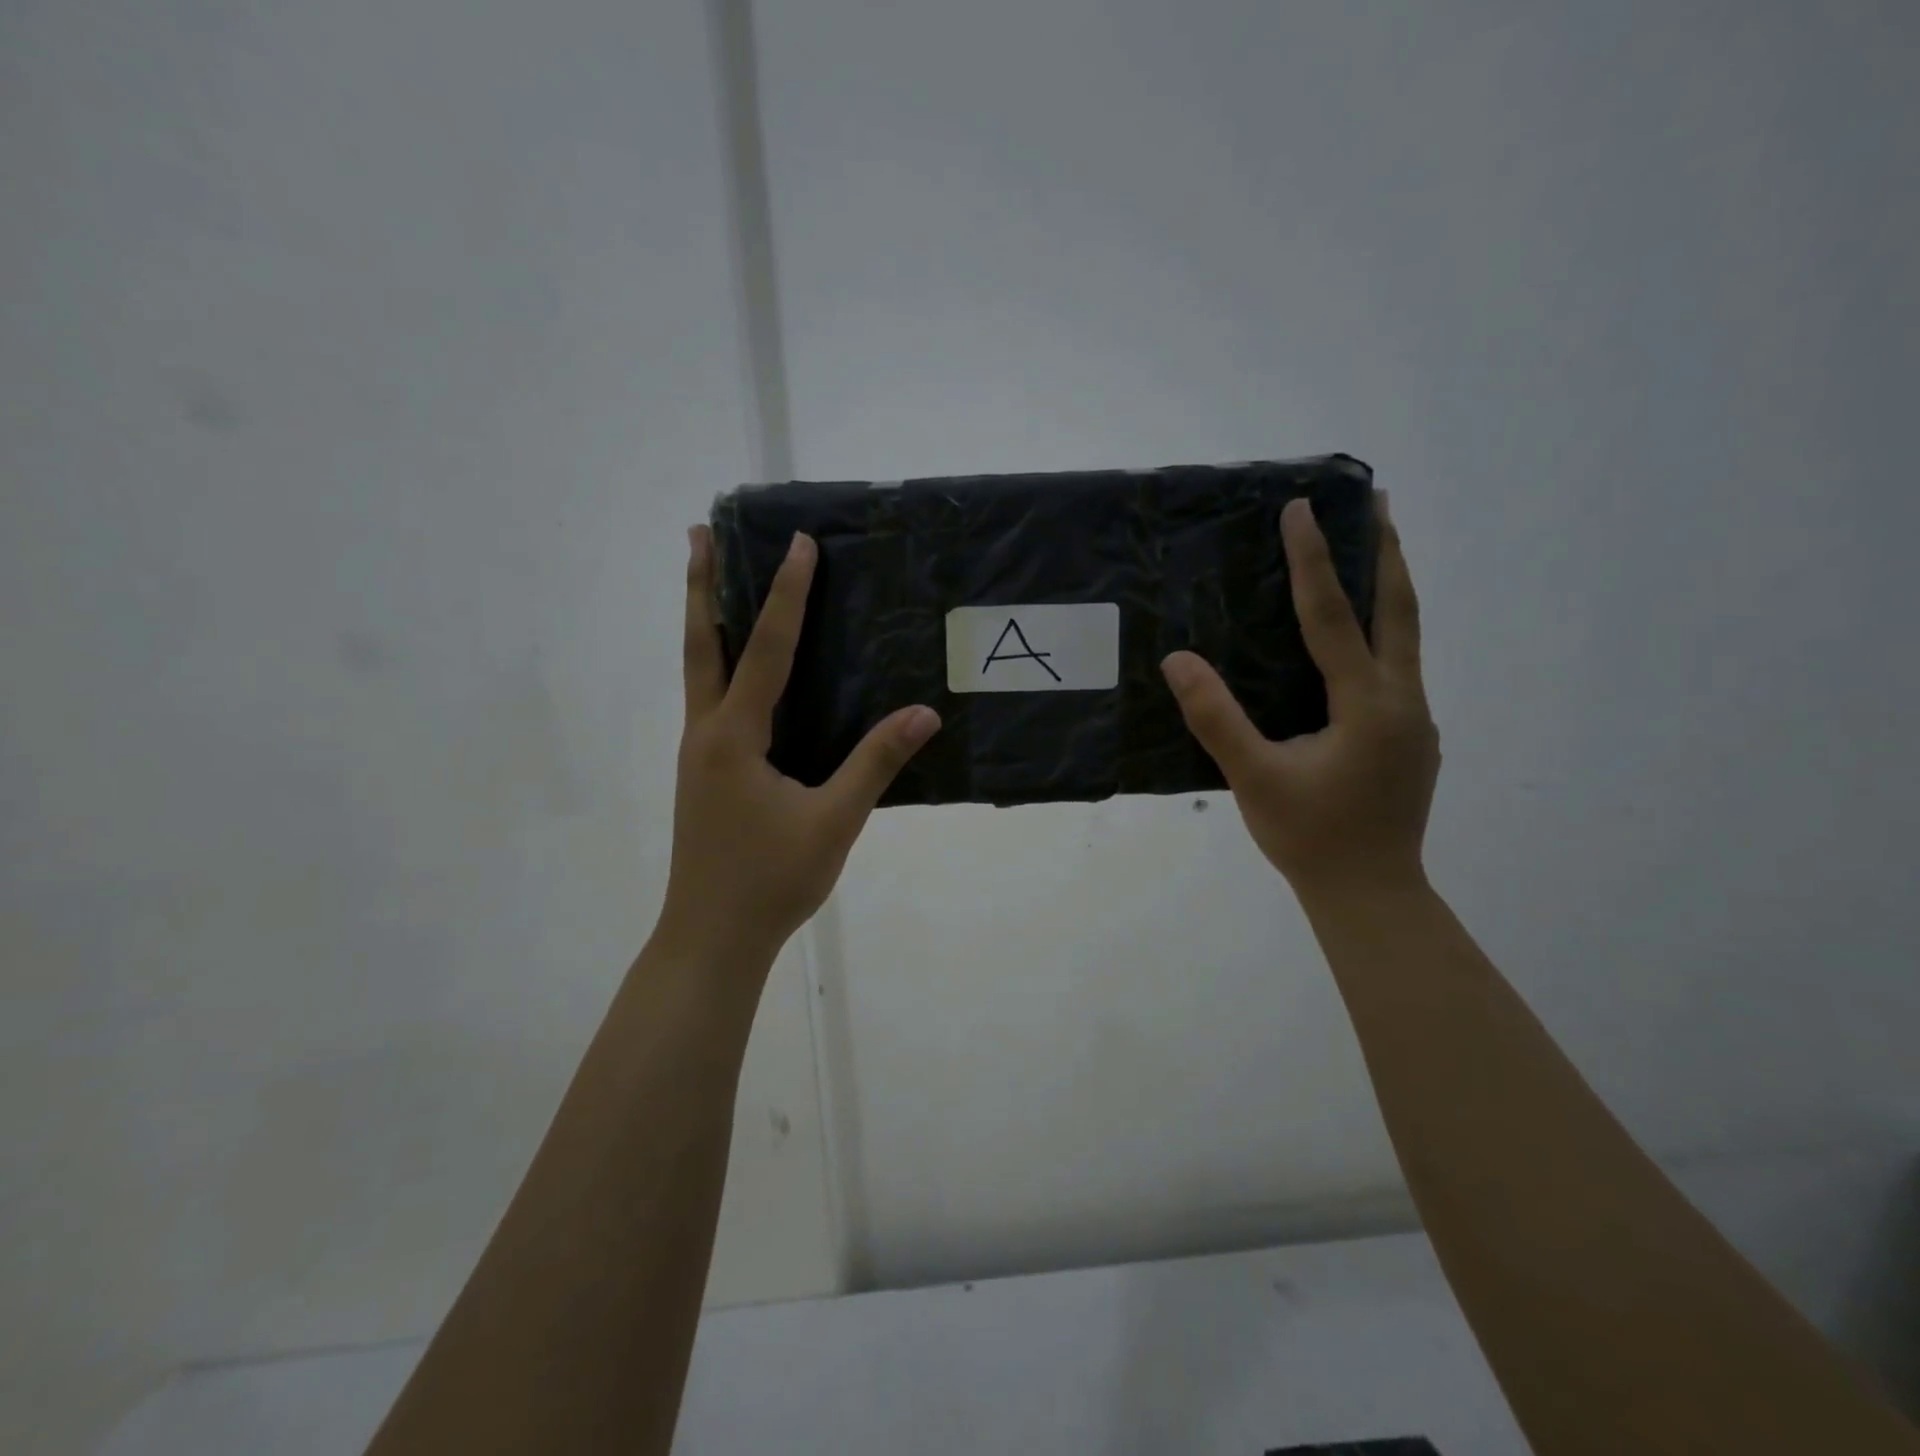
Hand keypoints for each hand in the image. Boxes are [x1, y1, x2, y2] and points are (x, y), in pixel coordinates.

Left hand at [657, 526, 940, 968]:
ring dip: (704, 620)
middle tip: (700, 531)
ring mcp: (698, 754)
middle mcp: (706, 733)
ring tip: (710, 578)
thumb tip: (924, 714)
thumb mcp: (833, 822)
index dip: (788, 596)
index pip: (766, 651)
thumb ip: (875, 763)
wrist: (711, 939)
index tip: (800, 544)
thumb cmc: (770, 881)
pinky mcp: (704, 773)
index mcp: (733, 737)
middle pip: (700, 644)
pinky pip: (710, 701)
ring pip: (698, 671)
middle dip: (702, 585)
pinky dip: (718, 664)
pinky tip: (740, 672)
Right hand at [1162, 495, 1439, 902]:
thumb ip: (1216, 719)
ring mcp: (1414, 720)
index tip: (1302, 510)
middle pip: (1400, 611)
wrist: (1371, 892)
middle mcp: (1403, 701)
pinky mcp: (1410, 737)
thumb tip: (1177, 661)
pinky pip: (1398, 666)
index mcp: (1367, 706)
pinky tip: (1359, 638)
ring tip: (1373, 549)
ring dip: (1389, 588)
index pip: (1335, 618)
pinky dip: (1382, 632)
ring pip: (1406, 638)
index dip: (1315, 562)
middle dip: (1386, 553)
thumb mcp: (1254, 779)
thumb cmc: (1310, 837)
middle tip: (1375, 502)